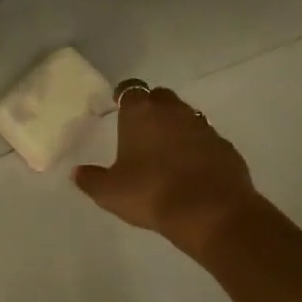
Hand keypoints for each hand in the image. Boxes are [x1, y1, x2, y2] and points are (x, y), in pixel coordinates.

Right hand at [74, 85, 262, 256]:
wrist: (210, 211)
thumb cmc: (151, 193)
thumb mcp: (110, 192)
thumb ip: (91, 179)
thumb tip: (77, 172)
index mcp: (140, 113)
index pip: (129, 90)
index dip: (123, 97)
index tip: (119, 108)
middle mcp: (173, 111)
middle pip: (160, 97)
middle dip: (152, 108)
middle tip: (142, 130)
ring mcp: (203, 126)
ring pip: (186, 116)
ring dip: (176, 128)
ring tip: (167, 152)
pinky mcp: (225, 146)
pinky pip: (206, 140)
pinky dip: (198, 148)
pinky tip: (192, 170)